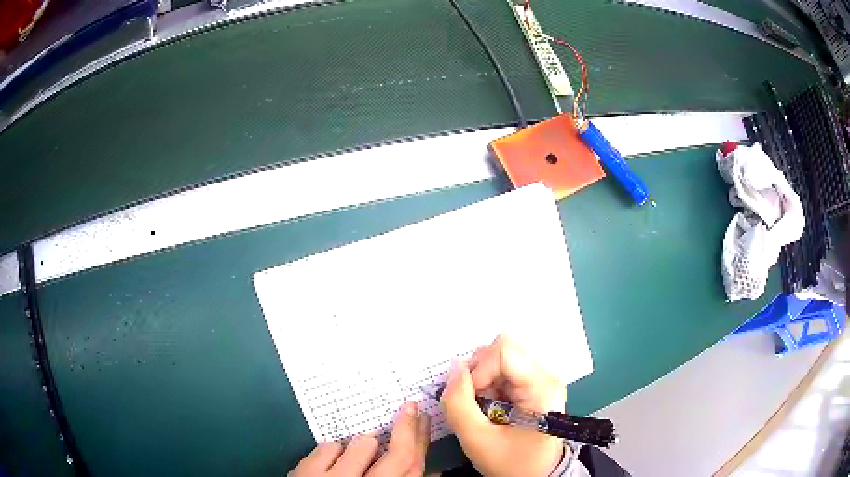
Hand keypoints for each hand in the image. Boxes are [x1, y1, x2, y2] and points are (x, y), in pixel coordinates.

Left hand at [289, 402, 429, 476]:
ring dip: (365, 446)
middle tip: (410, 409)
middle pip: (396, 456)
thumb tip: (432, 473)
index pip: (411, 468)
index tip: (424, 418)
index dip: (421, 442)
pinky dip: (334, 450)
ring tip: (356, 459)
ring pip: (362, 445)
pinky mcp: (305, 473)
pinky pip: (329, 446)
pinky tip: (332, 464)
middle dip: (406, 429)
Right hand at [441, 334, 566, 476]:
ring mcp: (541, 379)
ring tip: (483, 408)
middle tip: (474, 403)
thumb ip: (458, 403)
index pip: (504, 350)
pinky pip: (504, 370)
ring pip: (500, 358)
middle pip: (503, 349)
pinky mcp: (533, 384)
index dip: (479, 370)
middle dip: (478, 373)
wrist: (537, 476)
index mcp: (541, 386)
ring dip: (482, 380)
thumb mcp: (477, 439)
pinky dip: (488, 384)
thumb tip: (454, 368)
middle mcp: (546, 375)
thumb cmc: (512, 463)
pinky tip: (490, 407)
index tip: (473, 399)